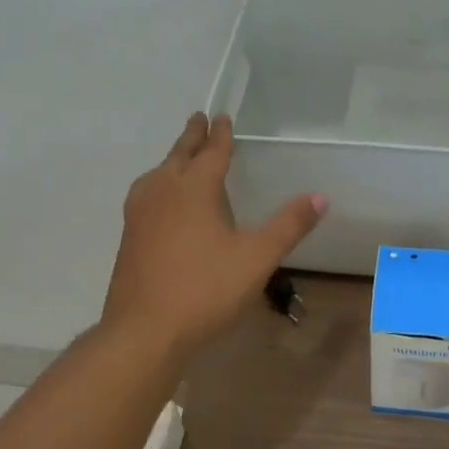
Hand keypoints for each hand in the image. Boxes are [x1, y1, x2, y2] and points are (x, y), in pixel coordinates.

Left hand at [103, 113, 327, 360]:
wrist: (144, 331)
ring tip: (179, 158)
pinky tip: (161, 203)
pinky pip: (146, 195)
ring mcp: (140, 215)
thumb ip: (288, 226)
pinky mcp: (129, 237)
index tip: (222, 117)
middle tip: (198, 119)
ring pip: (157, 174)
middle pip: (179, 156)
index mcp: (194, 189)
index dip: (220, 135)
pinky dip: (158, 184)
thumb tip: (320, 197)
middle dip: (192, 138)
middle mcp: (163, 192)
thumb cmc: (205, 289)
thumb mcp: (257, 258)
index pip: (212, 153)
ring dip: (172, 160)